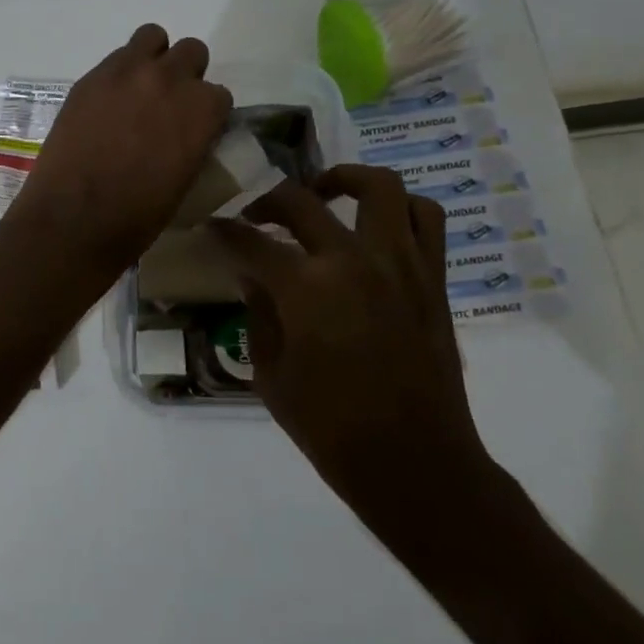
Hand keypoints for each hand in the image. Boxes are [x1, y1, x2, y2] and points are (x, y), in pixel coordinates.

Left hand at [4, 24, 231, 280]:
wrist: (74, 218)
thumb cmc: (137, 216)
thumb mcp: (185, 180)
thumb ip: (193, 142)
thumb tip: (187, 133)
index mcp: (202, 110)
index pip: (218, 95)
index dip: (205, 113)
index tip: (192, 128)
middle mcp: (169, 80)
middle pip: (191, 52)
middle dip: (184, 76)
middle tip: (166, 105)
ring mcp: (126, 73)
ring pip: (152, 37)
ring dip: (152, 58)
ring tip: (138, 90)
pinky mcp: (90, 78)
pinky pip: (115, 58)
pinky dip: (119, 73)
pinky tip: (107, 103)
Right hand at [212, 166, 489, 526]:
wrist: (414, 462)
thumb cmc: (329, 427)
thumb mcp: (270, 373)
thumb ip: (258, 313)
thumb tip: (252, 276)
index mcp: (304, 288)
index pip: (249, 240)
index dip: (223, 231)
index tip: (210, 227)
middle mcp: (353, 260)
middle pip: (300, 200)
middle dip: (267, 201)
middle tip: (255, 216)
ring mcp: (400, 264)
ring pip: (378, 187)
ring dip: (343, 181)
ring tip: (324, 195)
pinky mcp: (433, 278)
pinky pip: (425, 219)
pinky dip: (399, 208)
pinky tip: (374, 226)